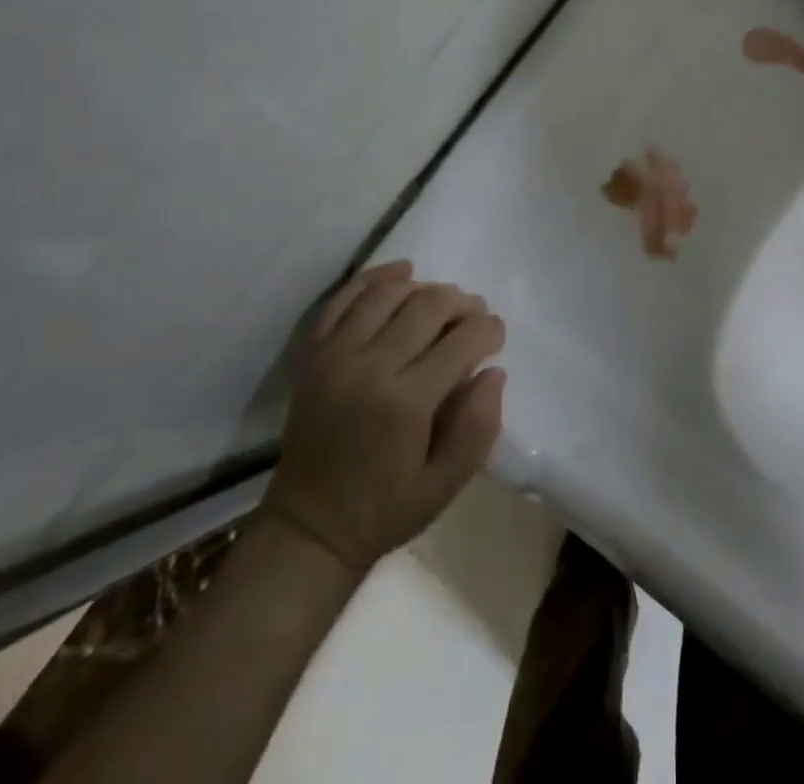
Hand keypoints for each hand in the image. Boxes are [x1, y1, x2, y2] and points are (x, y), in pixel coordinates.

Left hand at [263, 260, 505, 573]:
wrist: (307, 529)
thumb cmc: (384, 510)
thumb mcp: (445, 486)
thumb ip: (478, 428)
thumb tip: (493, 372)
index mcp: (405, 404)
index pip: (461, 341)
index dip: (488, 330)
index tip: (496, 337)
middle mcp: (368, 368)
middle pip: (427, 306)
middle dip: (462, 304)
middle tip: (475, 316)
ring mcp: (334, 356)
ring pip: (388, 293)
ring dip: (424, 288)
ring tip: (441, 303)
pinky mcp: (312, 354)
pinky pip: (344, 297)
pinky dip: (375, 277)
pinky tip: (402, 273)